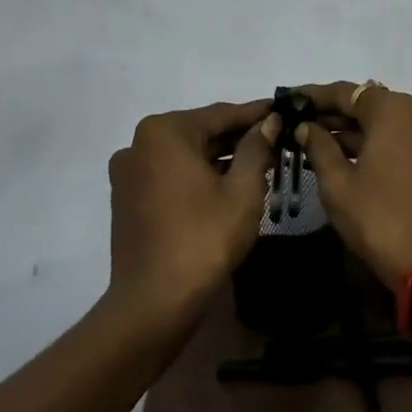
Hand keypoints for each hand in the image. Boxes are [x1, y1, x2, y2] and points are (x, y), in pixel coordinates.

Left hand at [106, 100, 278, 326]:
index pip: (221, 114)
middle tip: (277, 139)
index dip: (257, 114)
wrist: (154, 301)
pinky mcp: (127, 199)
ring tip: (260, 162)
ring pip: (185, 155)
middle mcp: (139, 143)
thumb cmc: (204, 239)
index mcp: (165, 132)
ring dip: (219, 158)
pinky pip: (170, 175)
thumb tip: (269, 121)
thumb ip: (256, 148)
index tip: (284, 110)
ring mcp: (129, 172)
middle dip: (238, 137)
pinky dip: (197, 175)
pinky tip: (227, 185)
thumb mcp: (242, 190)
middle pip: (200, 132)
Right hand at [293, 82, 411, 285]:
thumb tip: (307, 127)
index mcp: (396, 111)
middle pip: (372, 107)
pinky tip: (355, 161)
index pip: (347, 92)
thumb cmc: (379, 219)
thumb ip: (319, 148)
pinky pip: (407, 144)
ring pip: (391, 127)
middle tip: (302, 126)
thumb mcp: (338, 184)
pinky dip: (381, 147)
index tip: (290, 100)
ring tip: (322, 146)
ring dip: (358, 133)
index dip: (315, 97)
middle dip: (337, 116)